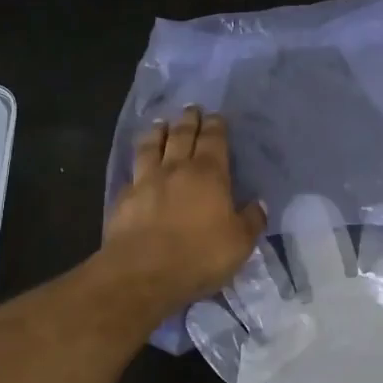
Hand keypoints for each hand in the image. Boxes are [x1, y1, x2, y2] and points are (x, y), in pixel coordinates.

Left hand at [103, 106, 266, 315]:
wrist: (142, 273)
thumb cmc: (199, 255)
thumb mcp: (239, 243)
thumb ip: (251, 221)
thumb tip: (259, 204)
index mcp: (209, 174)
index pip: (213, 140)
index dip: (215, 126)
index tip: (216, 116)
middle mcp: (176, 169)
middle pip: (181, 135)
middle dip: (188, 120)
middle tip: (191, 109)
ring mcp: (146, 181)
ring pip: (152, 146)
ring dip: (158, 132)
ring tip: (161, 123)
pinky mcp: (124, 199)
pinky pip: (133, 171)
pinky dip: (139, 162)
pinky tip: (138, 165)